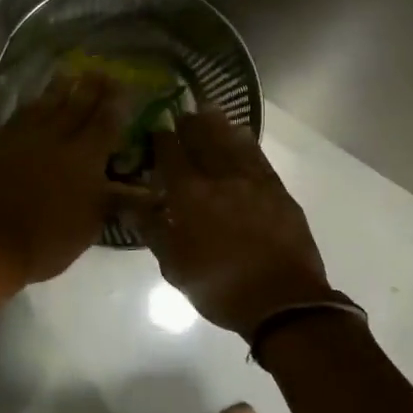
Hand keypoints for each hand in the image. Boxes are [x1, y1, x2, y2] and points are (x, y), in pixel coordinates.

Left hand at [0, 74, 139, 287]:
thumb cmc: (46, 243)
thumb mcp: (90, 227)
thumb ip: (112, 201)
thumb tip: (139, 190)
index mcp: (85, 157)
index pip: (106, 121)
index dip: (116, 102)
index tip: (123, 86)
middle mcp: (56, 138)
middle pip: (77, 104)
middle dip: (91, 87)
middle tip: (101, 71)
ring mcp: (22, 137)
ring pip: (45, 103)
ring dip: (60, 88)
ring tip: (69, 75)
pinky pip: (19, 115)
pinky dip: (32, 105)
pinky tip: (35, 103)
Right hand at [131, 110, 330, 336]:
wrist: (283, 302)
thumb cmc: (220, 288)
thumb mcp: (175, 266)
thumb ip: (151, 230)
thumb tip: (129, 203)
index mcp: (190, 196)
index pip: (170, 155)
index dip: (161, 138)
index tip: (154, 127)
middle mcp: (220, 178)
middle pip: (202, 139)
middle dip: (189, 124)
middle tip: (180, 113)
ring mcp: (253, 181)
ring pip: (232, 142)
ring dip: (217, 124)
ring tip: (207, 111)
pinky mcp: (277, 190)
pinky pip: (258, 156)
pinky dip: (246, 142)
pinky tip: (241, 134)